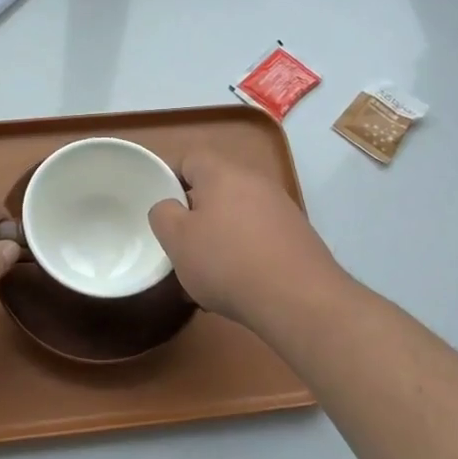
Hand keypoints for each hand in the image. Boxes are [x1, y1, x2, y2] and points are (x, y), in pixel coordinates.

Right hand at [148, 152, 350, 326]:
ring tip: (206, 273)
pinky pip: (258, 236)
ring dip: (219, 237)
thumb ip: (163, 214)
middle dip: (195, 214)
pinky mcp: (298, 235)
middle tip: (180, 242)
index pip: (189, 159)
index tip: (158, 207)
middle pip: (214, 188)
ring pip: (236, 215)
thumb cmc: (227, 262)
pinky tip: (238, 284)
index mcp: (222, 173)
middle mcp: (255, 181)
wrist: (299, 299)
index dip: (169, 179)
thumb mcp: (177, 239)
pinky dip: (244, 253)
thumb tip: (170, 207)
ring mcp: (281, 208)